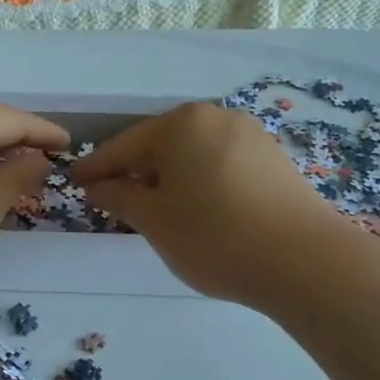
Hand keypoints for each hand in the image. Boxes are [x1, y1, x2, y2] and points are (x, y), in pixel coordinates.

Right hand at [73, 102, 340, 306]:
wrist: (306, 261)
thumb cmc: (213, 236)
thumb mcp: (154, 220)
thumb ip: (120, 198)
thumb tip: (98, 187)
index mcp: (179, 124)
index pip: (123, 146)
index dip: (95, 168)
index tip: (73, 182)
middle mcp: (215, 118)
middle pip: (159, 145)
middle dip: (134, 172)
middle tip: (111, 198)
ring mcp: (249, 136)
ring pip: (192, 154)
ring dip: (167, 178)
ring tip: (153, 208)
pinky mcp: (273, 160)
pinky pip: (219, 164)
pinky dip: (198, 182)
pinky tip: (196, 208)